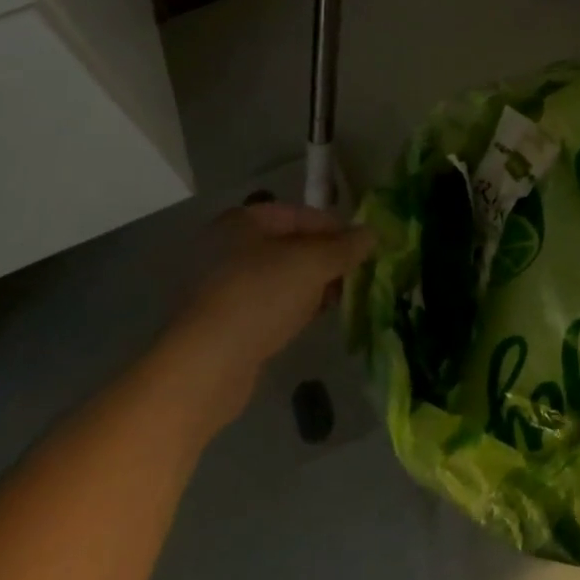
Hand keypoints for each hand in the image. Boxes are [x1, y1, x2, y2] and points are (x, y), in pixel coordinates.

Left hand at [146, 202, 372, 438]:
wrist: (207, 365)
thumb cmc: (260, 297)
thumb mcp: (313, 263)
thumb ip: (345, 247)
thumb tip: (371, 234)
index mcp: (243, 221)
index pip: (300, 214)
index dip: (334, 227)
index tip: (362, 248)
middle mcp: (229, 247)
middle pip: (292, 245)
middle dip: (326, 258)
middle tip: (355, 274)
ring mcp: (225, 286)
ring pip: (283, 276)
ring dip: (313, 284)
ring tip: (340, 298)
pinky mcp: (227, 321)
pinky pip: (270, 304)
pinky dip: (294, 306)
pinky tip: (314, 318)